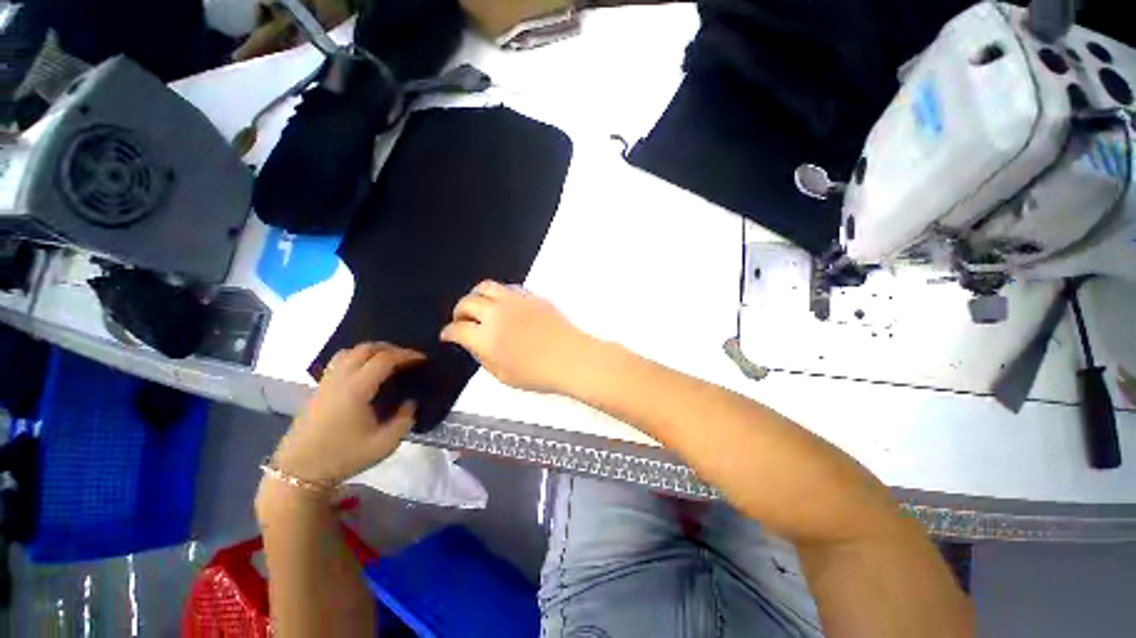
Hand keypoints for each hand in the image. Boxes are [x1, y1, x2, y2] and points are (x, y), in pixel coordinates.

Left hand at [270, 343, 424, 486]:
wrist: (299, 473)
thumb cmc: (343, 457)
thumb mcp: (384, 444)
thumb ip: (404, 420)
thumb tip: (410, 402)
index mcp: (356, 389)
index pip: (384, 359)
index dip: (406, 355)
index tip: (423, 359)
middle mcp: (339, 380)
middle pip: (365, 349)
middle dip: (391, 348)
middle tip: (407, 358)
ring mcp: (326, 383)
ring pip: (349, 352)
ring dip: (371, 351)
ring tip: (387, 362)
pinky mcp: (318, 390)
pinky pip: (339, 362)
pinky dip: (357, 358)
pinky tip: (365, 373)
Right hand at [441, 280, 594, 393]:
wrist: (571, 357)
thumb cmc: (539, 373)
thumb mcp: (504, 376)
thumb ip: (484, 358)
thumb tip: (475, 345)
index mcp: (486, 338)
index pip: (457, 329)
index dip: (448, 332)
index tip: (448, 335)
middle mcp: (496, 314)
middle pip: (467, 302)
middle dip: (459, 312)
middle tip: (462, 320)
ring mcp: (514, 301)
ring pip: (486, 286)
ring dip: (477, 296)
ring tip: (481, 307)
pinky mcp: (531, 296)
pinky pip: (508, 288)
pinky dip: (499, 295)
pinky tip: (504, 305)